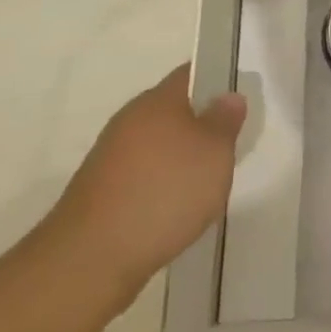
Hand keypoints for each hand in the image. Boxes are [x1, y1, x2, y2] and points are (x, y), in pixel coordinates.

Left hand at [45, 63, 246, 313]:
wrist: (91, 258)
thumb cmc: (164, 192)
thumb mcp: (214, 153)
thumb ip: (225, 121)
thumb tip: (228, 96)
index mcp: (157, 101)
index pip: (191, 73)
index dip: (217, 78)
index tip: (239, 96)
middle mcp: (130, 119)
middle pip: (173, 109)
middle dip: (201, 122)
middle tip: (230, 143)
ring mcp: (111, 155)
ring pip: (157, 143)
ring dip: (181, 156)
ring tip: (207, 181)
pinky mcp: (101, 190)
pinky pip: (142, 174)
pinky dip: (162, 183)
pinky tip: (175, 207)